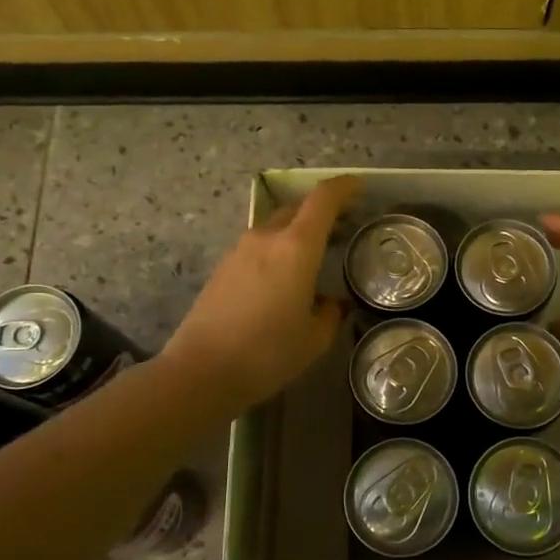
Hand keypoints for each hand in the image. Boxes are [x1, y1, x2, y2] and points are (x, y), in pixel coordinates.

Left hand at [162, 176, 361, 409]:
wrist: (201, 372)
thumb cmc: (268, 353)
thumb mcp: (314, 339)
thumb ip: (331, 314)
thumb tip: (334, 303)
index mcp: (296, 247)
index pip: (323, 199)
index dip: (344, 187)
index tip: (359, 188)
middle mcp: (266, 238)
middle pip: (297, 209)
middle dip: (321, 211)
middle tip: (342, 228)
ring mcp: (239, 251)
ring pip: (275, 228)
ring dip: (296, 233)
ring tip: (313, 258)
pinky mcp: (222, 269)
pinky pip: (258, 248)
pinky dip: (276, 252)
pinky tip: (282, 282)